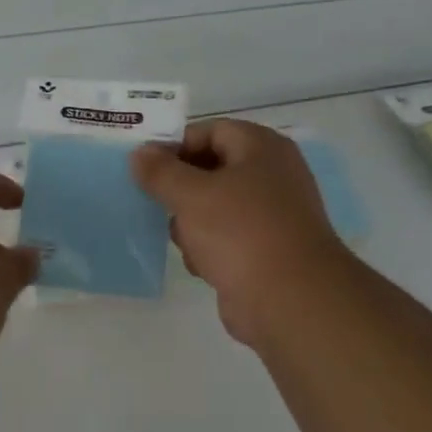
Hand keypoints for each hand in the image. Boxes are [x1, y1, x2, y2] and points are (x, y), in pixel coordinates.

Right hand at [132, 120, 350, 346]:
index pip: (210, 131)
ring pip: (216, 208)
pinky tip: (203, 266)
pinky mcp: (268, 251)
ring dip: (192, 224)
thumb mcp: (191, 195)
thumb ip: (160, 171)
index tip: (146, 169)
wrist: (290, 300)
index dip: (175, 146)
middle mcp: (272, 175)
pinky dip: (211, 249)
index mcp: (262, 148)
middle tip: (157, 204)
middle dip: (181, 190)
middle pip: (212, 170)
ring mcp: (273, 215)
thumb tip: (140, 153)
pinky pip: (228, 239)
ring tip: (184, 240)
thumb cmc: (241, 233)